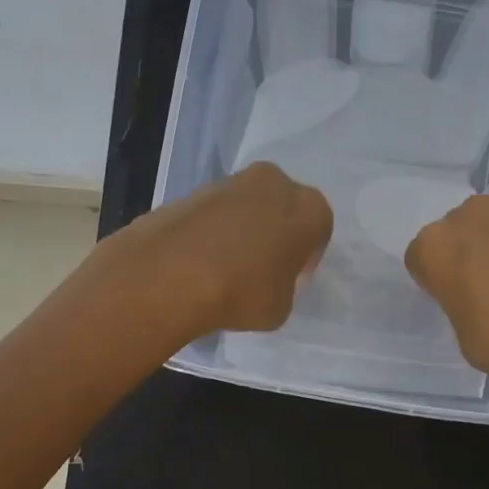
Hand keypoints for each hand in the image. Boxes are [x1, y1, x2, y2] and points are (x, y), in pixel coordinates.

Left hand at [114, 162, 332, 337]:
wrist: (170, 274)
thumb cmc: (242, 292)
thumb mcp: (281, 307)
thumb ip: (283, 285)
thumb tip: (267, 278)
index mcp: (309, 208)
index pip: (318, 230)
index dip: (305, 256)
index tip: (290, 277)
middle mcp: (274, 183)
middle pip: (282, 207)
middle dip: (275, 232)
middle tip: (261, 267)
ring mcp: (230, 182)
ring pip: (247, 206)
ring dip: (242, 229)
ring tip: (225, 267)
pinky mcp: (192, 190)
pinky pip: (214, 213)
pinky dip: (211, 231)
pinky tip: (199, 261)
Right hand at [406, 195, 488, 395]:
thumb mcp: (464, 335)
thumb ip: (460, 304)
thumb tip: (477, 297)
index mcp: (436, 245)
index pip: (420, 257)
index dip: (434, 281)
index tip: (450, 302)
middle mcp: (472, 218)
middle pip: (458, 233)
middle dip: (466, 256)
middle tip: (481, 293)